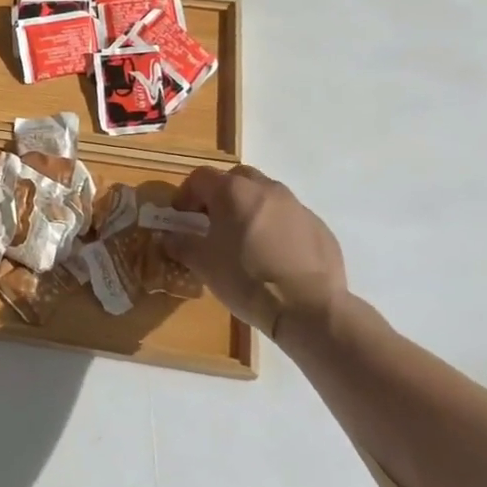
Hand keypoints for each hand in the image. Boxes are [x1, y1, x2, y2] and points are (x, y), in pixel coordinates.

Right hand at [166, 165, 345, 336]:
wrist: (309, 308)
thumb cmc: (246, 279)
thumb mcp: (203, 264)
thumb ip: (181, 244)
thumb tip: (169, 238)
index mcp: (233, 191)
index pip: (200, 177)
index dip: (186, 194)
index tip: (180, 215)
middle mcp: (265, 188)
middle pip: (236, 178)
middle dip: (221, 194)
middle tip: (213, 221)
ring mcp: (296, 205)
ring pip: (265, 195)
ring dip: (250, 208)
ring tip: (245, 239)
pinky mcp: (318, 226)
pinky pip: (289, 217)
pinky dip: (276, 227)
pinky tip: (274, 256)